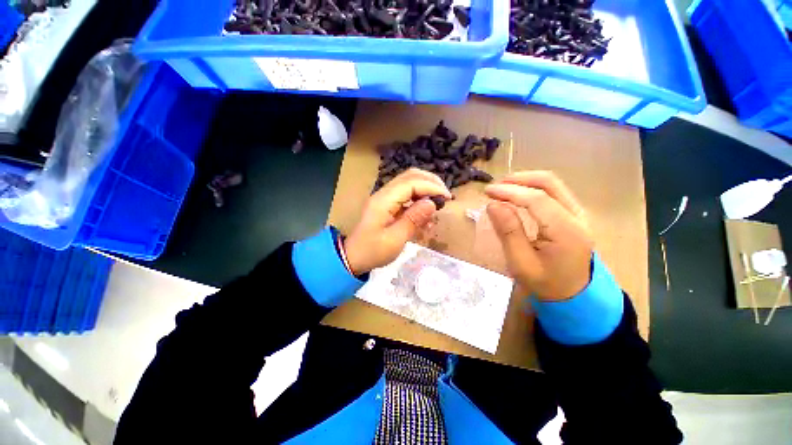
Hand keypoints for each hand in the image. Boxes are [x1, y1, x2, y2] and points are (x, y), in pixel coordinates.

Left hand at [344, 168, 451, 274]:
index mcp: (384, 200)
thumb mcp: (395, 239)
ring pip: (409, 183)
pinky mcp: (388, 205)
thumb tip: (432, 203)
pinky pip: (406, 196)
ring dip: (426, 189)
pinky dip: (419, 200)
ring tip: (438, 203)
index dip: (431, 187)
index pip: (411, 183)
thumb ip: (413, 219)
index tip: (447, 198)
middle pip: (410, 176)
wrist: (353, 257)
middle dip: (430, 182)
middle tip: (445, 196)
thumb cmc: (372, 251)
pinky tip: (426, 214)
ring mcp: (385, 198)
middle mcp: (384, 194)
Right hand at [484, 171, 592, 300]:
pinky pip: (554, 192)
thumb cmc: (545, 284)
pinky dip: (533, 188)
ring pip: (553, 184)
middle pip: (549, 183)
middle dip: (519, 180)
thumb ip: (508, 232)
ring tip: (503, 188)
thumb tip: (493, 205)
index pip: (537, 199)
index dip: (510, 191)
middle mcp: (578, 217)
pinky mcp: (575, 215)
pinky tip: (518, 194)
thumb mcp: (521, 263)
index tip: (487, 191)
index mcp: (567, 231)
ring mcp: (579, 214)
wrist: (575, 296)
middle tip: (495, 187)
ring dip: (526, 181)